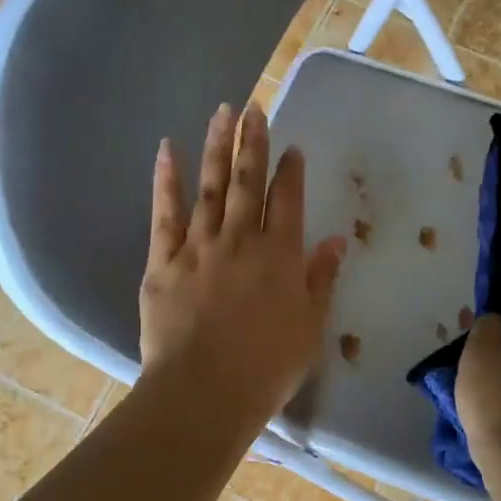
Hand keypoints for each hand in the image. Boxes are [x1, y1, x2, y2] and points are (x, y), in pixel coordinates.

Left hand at [140, 102, 345, 423]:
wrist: (205, 391)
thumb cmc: (267, 367)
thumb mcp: (310, 327)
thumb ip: (321, 280)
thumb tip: (337, 241)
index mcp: (280, 256)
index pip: (288, 200)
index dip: (291, 171)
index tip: (292, 148)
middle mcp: (241, 240)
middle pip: (247, 181)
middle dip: (253, 142)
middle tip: (254, 108)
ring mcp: (199, 246)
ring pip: (210, 186)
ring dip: (216, 147)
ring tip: (222, 112)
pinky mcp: (163, 261)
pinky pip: (165, 212)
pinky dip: (167, 179)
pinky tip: (167, 150)